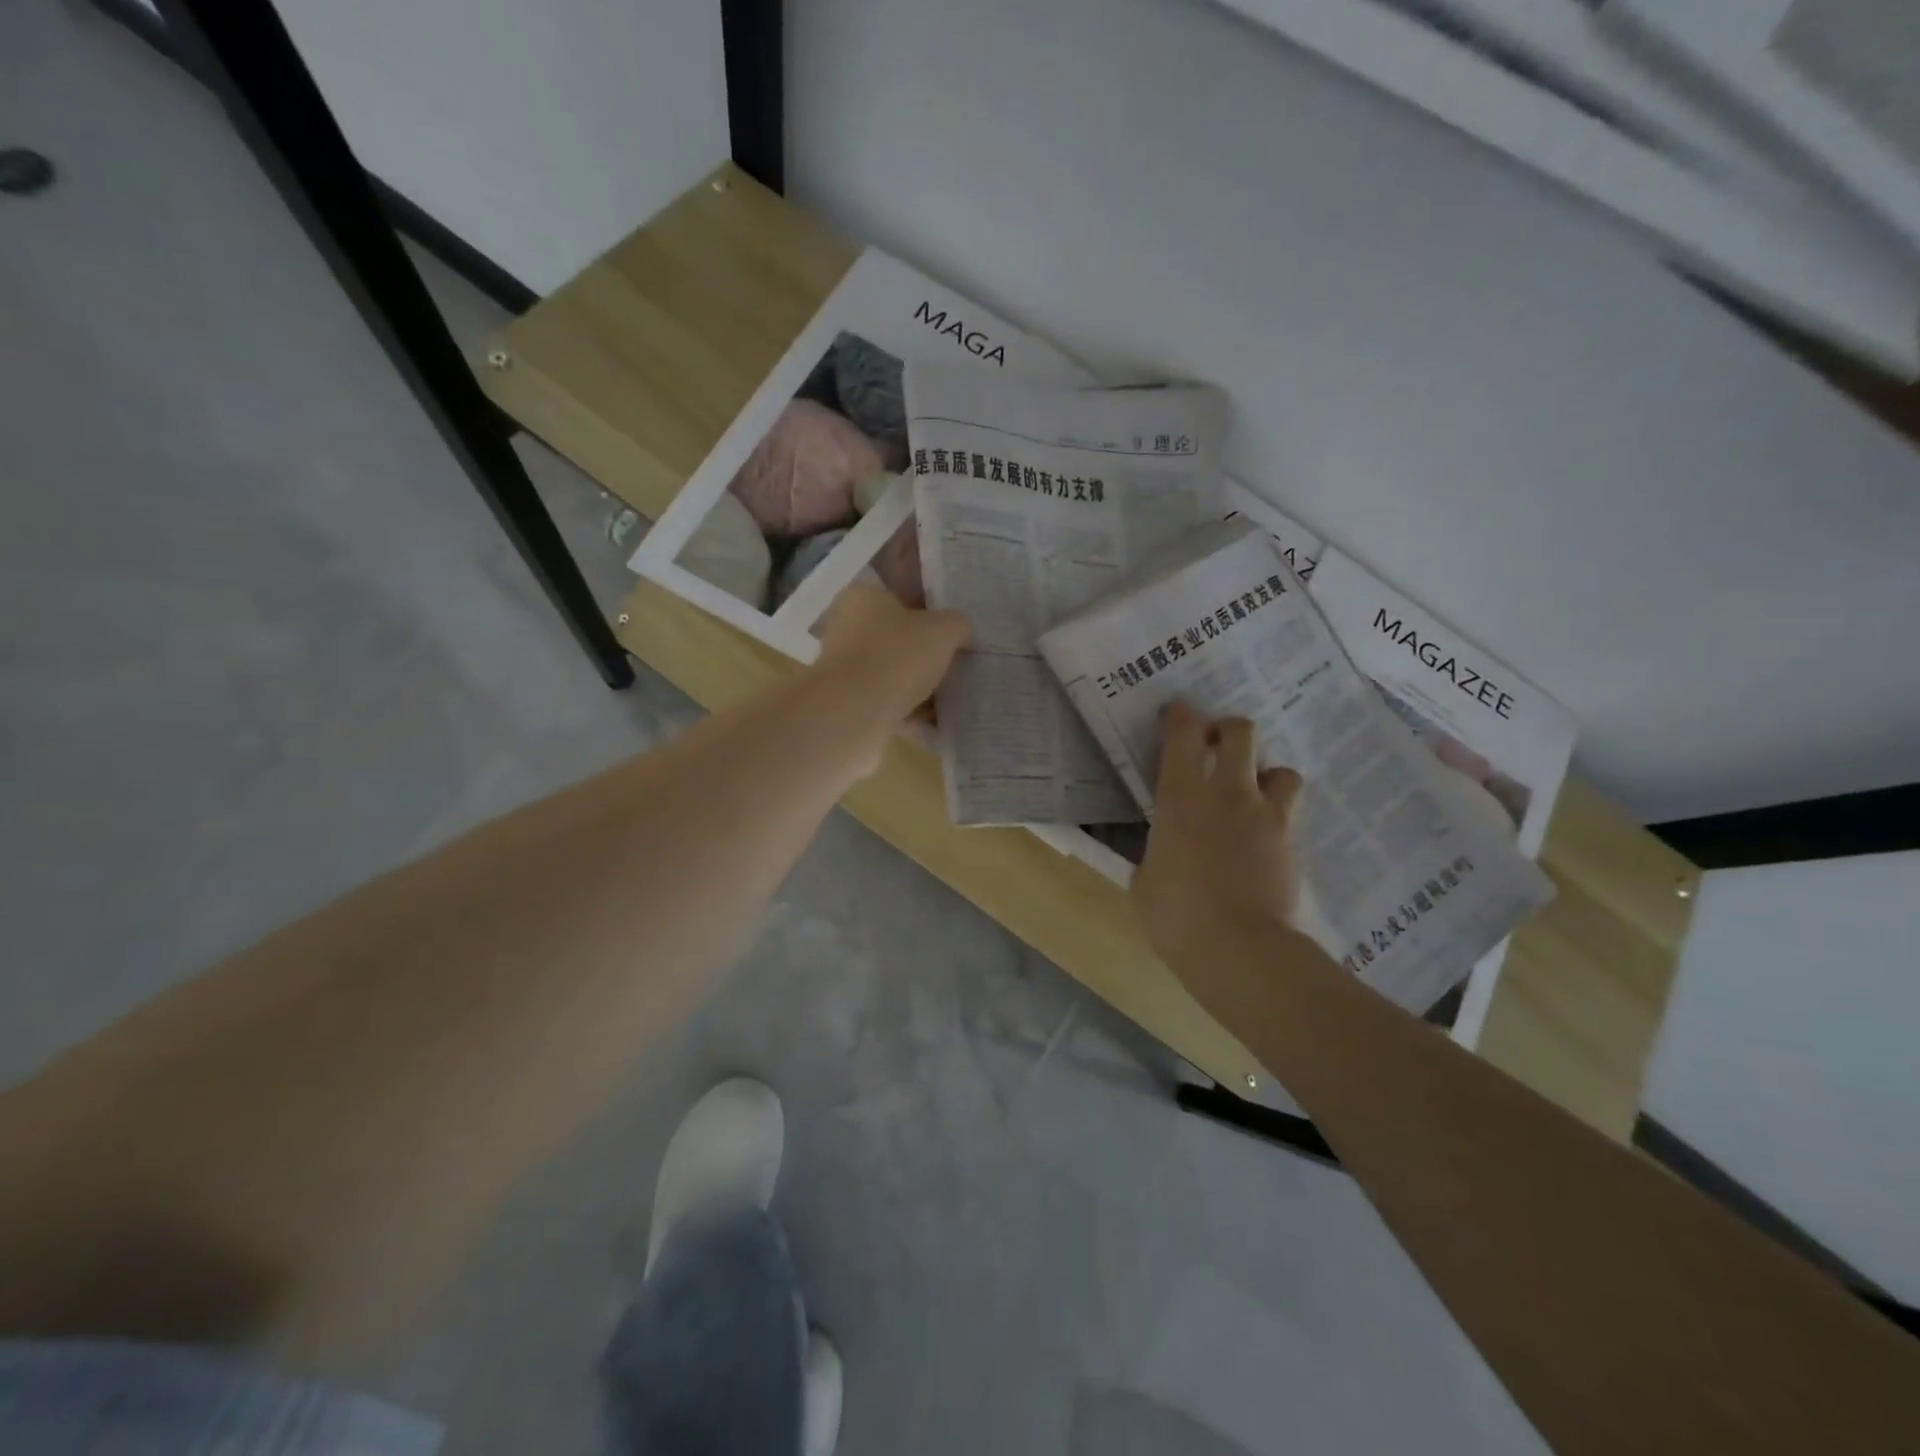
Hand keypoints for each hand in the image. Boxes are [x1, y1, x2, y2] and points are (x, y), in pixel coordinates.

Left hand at [807, 585, 968, 767]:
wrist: (854, 712)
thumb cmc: (897, 656)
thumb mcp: (943, 630)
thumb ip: (958, 626)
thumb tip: (962, 634)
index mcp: (865, 597)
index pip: (905, 597)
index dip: (935, 613)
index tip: (957, 633)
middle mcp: (849, 627)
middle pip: (899, 638)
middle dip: (928, 653)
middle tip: (959, 665)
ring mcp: (845, 667)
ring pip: (894, 672)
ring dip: (920, 684)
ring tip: (952, 697)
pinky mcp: (848, 701)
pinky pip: (888, 702)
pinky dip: (910, 710)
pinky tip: (935, 721)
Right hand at [1132, 702, 1303, 973]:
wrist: (1239, 948)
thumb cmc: (1176, 915)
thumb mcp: (1145, 881)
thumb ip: (1154, 854)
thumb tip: (1162, 856)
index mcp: (1180, 797)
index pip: (1183, 733)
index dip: (1180, 715)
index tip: (1176, 714)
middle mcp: (1226, 792)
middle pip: (1239, 732)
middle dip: (1227, 731)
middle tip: (1216, 749)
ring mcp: (1265, 814)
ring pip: (1280, 768)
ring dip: (1265, 775)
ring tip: (1253, 795)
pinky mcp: (1290, 840)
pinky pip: (1291, 809)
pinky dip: (1279, 812)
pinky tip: (1267, 834)